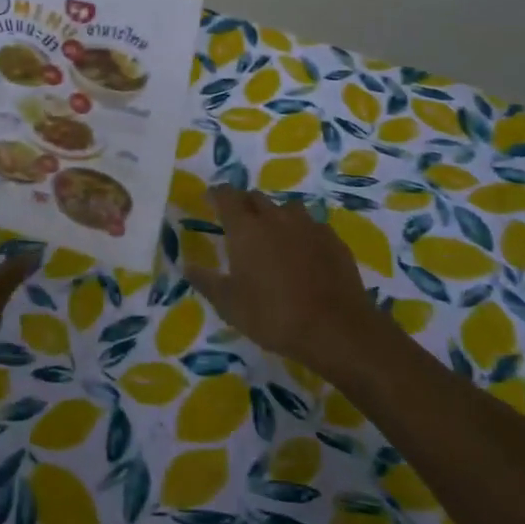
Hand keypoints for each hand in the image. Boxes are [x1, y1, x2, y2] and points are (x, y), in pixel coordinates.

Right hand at [184, 187, 379, 368]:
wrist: (337, 329)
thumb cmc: (274, 316)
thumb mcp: (230, 305)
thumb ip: (206, 282)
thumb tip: (187, 265)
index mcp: (246, 228)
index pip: (226, 196)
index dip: (216, 194)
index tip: (210, 199)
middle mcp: (275, 217)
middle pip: (255, 198)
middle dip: (244, 204)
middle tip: (239, 222)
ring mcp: (308, 225)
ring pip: (286, 208)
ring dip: (275, 215)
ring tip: (273, 235)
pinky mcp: (333, 239)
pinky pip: (312, 225)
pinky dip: (302, 232)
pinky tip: (304, 252)